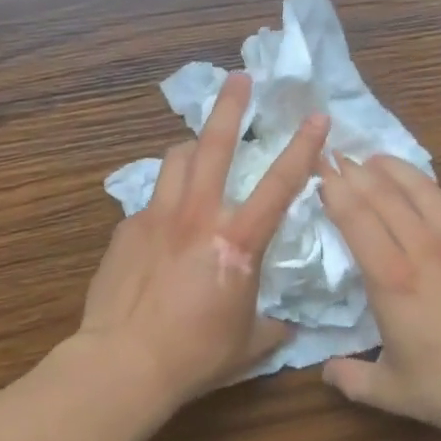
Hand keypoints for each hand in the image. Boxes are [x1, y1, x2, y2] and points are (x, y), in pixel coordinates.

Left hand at [74, 72, 327, 409]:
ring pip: (176, 158)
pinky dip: (166, 198)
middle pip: (214, 144)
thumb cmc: (195, 354)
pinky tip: (164, 224)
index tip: (318, 116)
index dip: (304, 146)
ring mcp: (158, 216)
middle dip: (230, 105)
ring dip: (192, 147)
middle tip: (240, 78)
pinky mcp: (127, 228)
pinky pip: (152, 199)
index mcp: (237, 240)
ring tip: (199, 148)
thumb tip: (284, 324)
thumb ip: (271, 325)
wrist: (123, 363)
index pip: (280, 183)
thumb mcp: (247, 344)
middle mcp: (198, 215)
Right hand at [317, 155, 440, 440]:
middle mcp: (423, 248)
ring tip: (376, 159)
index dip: (334, 189)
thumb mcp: (394, 393)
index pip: (354, 218)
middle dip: (355, 171)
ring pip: (423, 188)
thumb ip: (352, 380)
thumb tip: (324, 372)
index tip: (319, 170)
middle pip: (383, 194)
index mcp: (391, 278)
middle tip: (338, 156)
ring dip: (396, 169)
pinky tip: (438, 193)